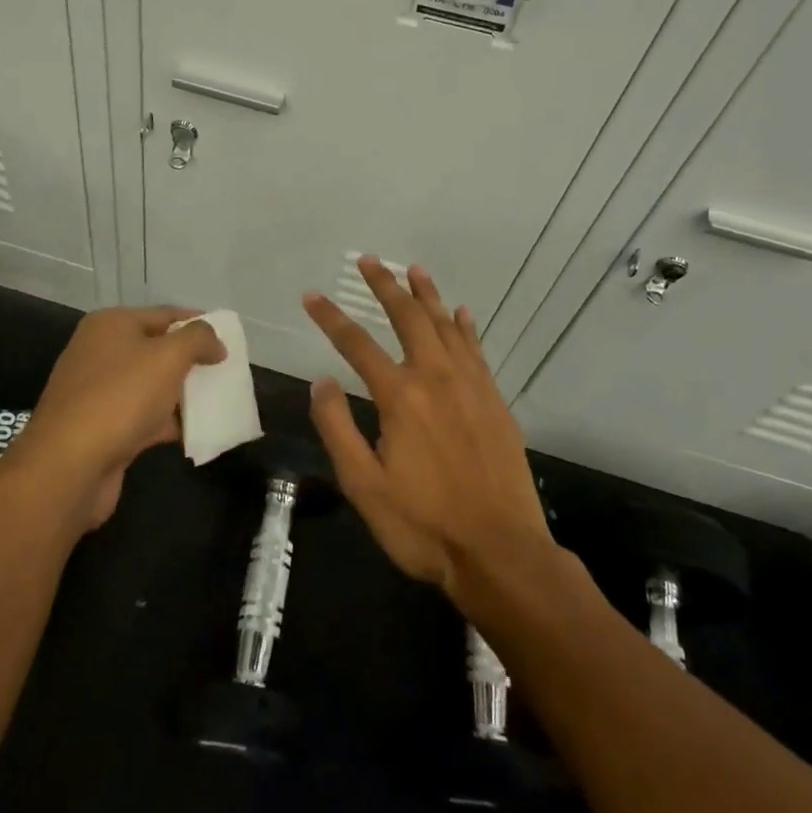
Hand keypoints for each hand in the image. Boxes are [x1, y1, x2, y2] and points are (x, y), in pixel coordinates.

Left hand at [20, 306, 225, 530]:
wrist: (69, 466)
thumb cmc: (121, 397)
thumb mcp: (169, 356)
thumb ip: (198, 339)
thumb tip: (215, 343)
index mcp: (111, 325)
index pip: (164, 314)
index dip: (198, 323)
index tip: (228, 338)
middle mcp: (100, 352)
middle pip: (157, 349)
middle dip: (192, 361)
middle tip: (226, 371)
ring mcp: (99, 393)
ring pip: (152, 386)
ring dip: (183, 394)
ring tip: (220, 401)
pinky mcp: (102, 429)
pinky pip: (144, 418)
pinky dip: (169, 423)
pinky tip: (198, 432)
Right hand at [303, 259, 553, 598]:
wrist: (500, 552)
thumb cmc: (423, 525)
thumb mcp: (364, 485)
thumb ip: (338, 428)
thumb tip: (322, 381)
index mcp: (400, 397)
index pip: (357, 344)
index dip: (330, 318)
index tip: (311, 296)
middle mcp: (436, 378)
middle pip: (407, 318)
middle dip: (385, 286)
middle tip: (368, 260)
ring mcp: (471, 386)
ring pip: (445, 326)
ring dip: (426, 295)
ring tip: (412, 269)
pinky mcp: (495, 401)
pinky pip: (477, 349)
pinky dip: (465, 326)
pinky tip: (460, 312)